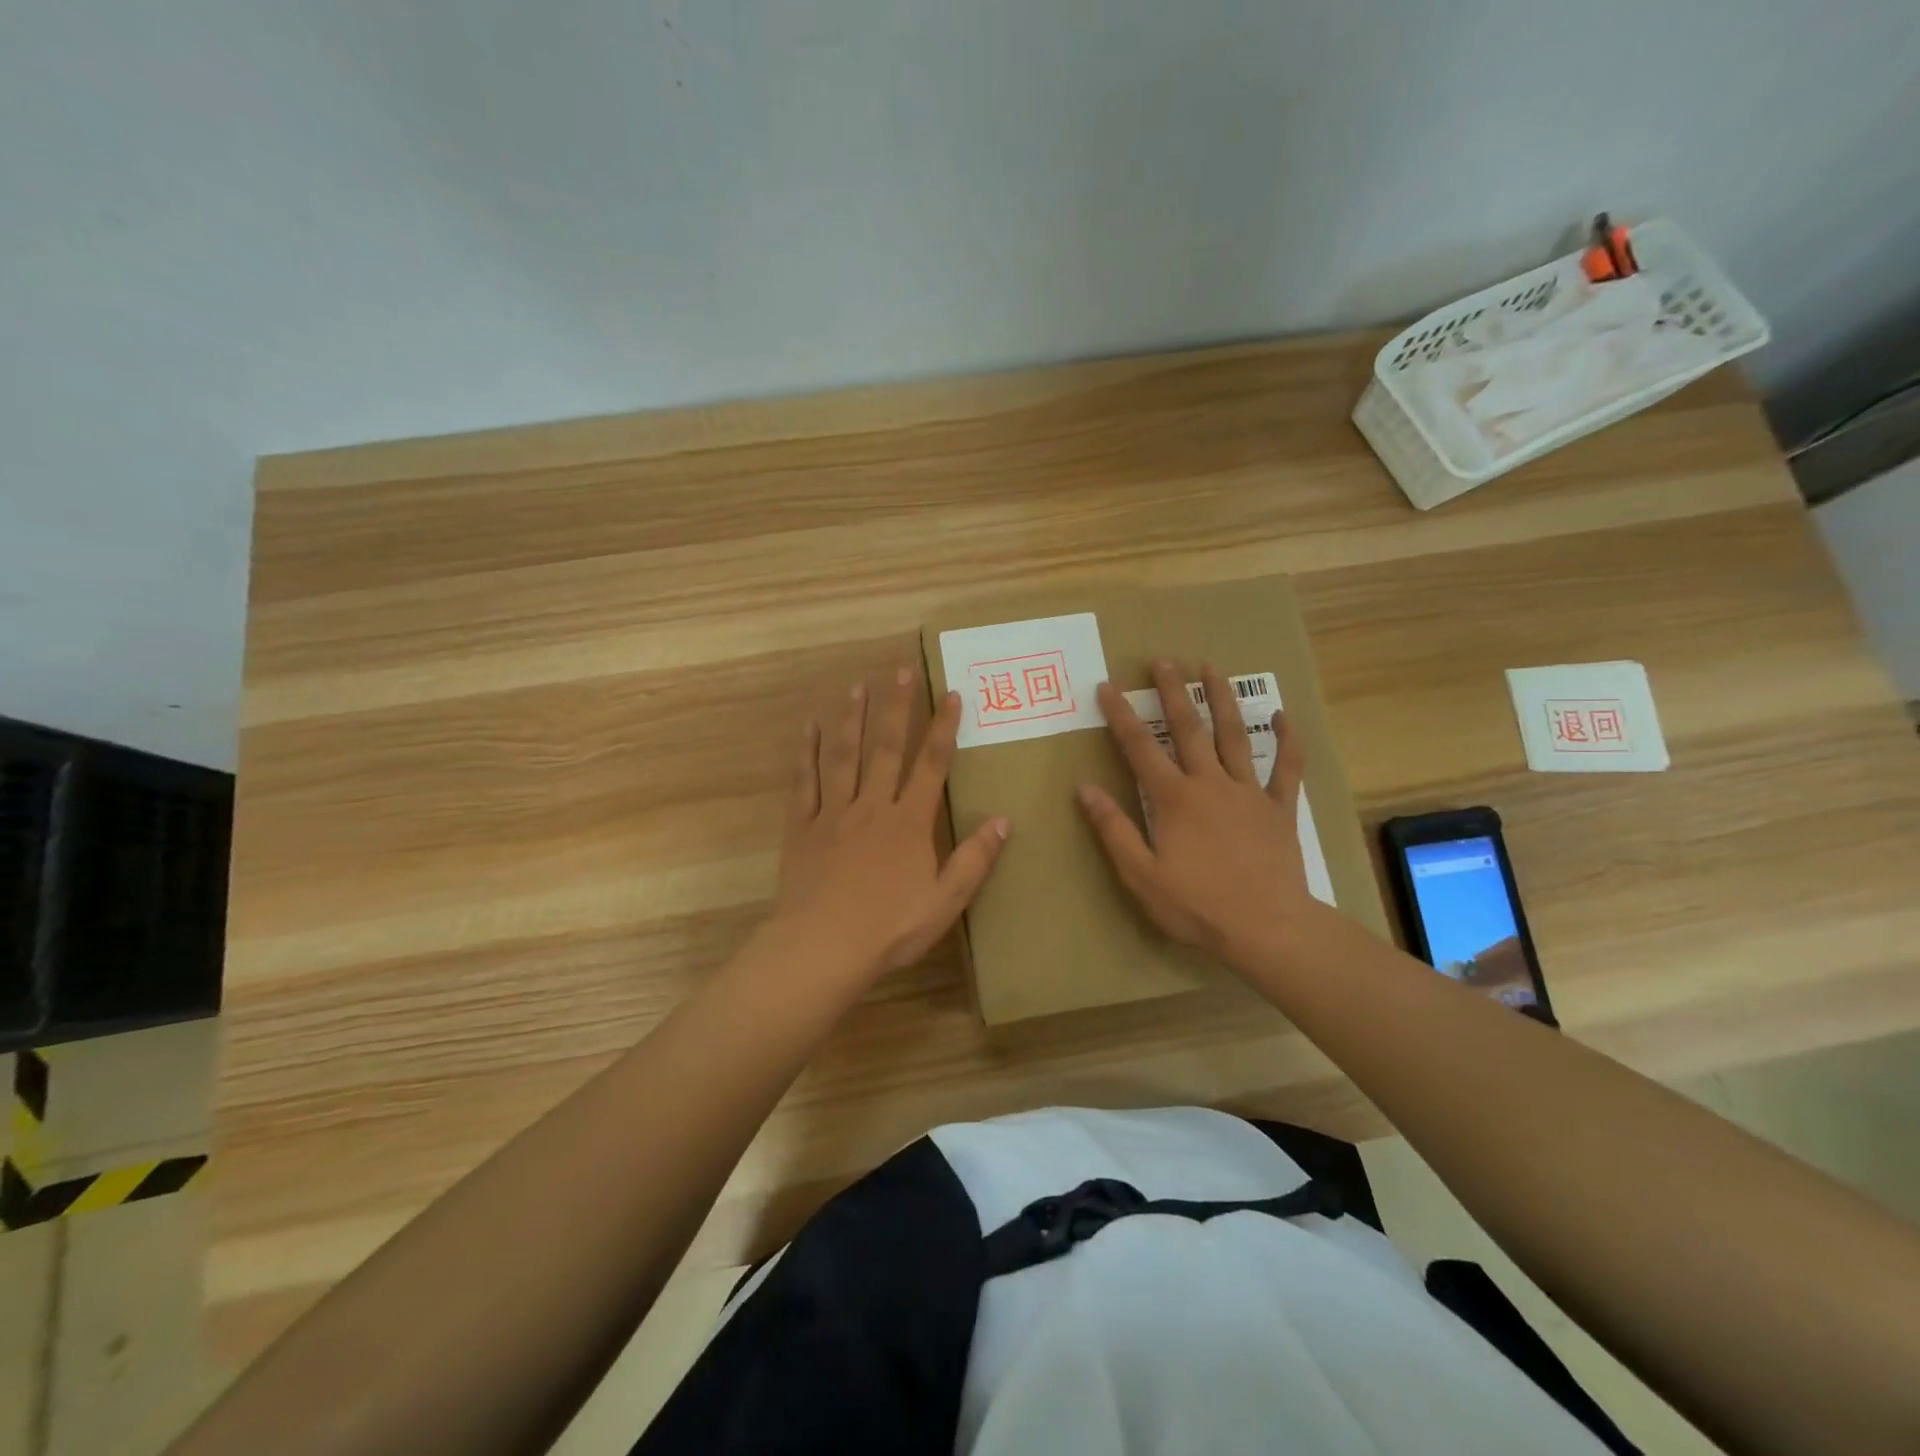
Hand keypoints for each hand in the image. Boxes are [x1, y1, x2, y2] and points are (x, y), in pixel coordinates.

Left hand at [774, 667, 1010, 980]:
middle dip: (897, 707)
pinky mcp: (803, 826)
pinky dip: (807, 752)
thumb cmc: (889, 928)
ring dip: (853, 719)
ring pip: (845, 755)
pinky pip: (805, 781)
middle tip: (901, 671)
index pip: (932, 764)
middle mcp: (872, 805)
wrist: (822, 947)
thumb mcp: (945, 901)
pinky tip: (809, 728)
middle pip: (887, 747)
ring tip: (857, 687)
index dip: (944, 728)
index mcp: (909, 822)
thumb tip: (1004, 819)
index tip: (952, 694)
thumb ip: (974, 859)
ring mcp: (834, 813)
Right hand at [1077, 660, 1322, 972]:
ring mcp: (1249, 793)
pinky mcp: (1280, 809)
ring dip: (1221, 699)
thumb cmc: (1196, 905)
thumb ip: (1113, 828)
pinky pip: (1287, 768)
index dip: (1120, 716)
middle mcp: (1210, 784)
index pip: (1140, 748)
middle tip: (1163, 660)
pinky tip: (1283, 716)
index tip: (1107, 687)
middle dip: (1172, 692)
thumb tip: (1085, 788)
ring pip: (1234, 736)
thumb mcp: (1140, 874)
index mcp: (1174, 799)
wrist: (1267, 928)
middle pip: (1188, 728)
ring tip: (1211, 667)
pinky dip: (1286, 740)